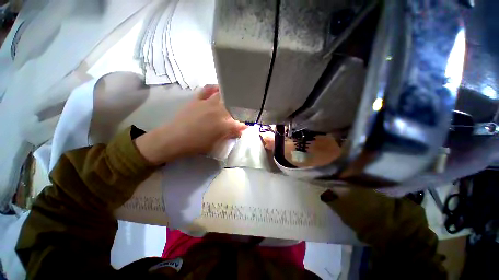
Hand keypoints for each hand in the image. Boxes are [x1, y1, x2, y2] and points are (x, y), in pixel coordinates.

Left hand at [135, 85, 246, 164]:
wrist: (175, 139)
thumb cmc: (197, 145)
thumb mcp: (216, 144)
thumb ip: (230, 134)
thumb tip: (241, 129)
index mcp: (224, 125)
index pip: (240, 123)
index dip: (244, 124)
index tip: (247, 125)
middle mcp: (218, 111)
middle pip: (234, 106)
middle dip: (240, 108)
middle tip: (243, 110)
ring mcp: (208, 103)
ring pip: (223, 95)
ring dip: (231, 96)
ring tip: (234, 97)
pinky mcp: (198, 99)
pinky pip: (207, 89)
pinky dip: (214, 88)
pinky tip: (218, 89)